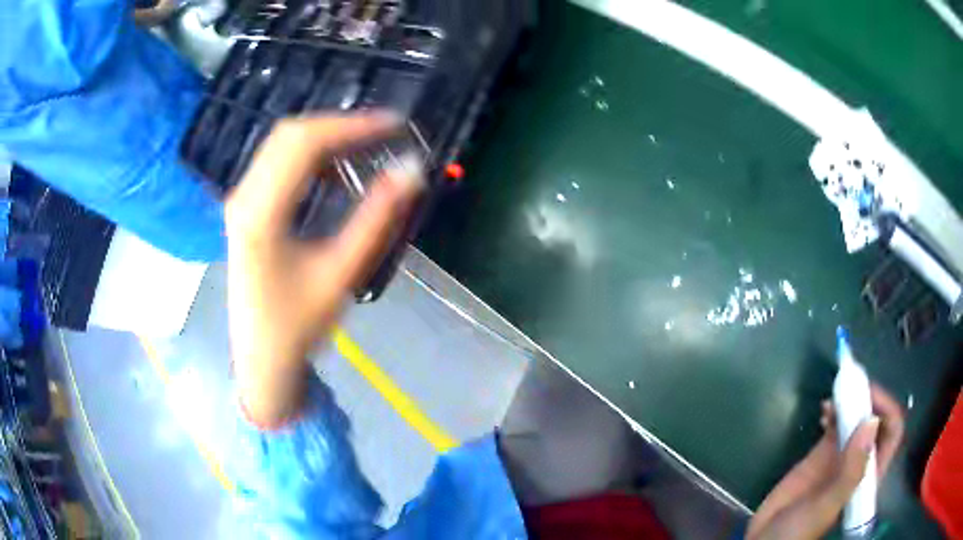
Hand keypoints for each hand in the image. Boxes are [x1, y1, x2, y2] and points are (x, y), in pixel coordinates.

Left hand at [226, 114, 424, 427]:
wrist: (262, 361)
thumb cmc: (298, 326)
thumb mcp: (341, 273)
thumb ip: (376, 218)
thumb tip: (410, 171)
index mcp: (260, 213)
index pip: (304, 144)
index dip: (352, 125)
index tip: (395, 125)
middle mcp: (243, 197)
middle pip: (289, 134)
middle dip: (340, 125)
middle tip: (385, 133)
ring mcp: (241, 200)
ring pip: (283, 145)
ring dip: (326, 139)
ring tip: (368, 147)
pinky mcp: (247, 208)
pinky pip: (278, 164)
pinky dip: (312, 158)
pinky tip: (337, 173)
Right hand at [747, 384, 904, 539]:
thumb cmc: (800, 530)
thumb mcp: (827, 504)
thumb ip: (851, 470)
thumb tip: (871, 422)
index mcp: (869, 473)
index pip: (892, 432)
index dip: (886, 408)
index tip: (868, 395)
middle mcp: (860, 460)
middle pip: (876, 420)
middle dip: (867, 398)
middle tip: (850, 387)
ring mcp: (841, 456)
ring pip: (856, 418)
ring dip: (850, 402)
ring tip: (834, 397)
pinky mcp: (822, 454)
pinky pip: (835, 425)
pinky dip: (833, 411)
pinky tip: (823, 410)